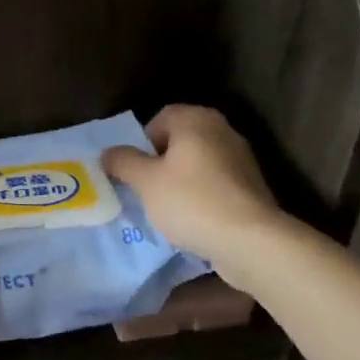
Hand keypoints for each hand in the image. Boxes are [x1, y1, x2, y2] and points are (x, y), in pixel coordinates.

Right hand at [102, 105, 285, 269]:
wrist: (251, 241)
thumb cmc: (192, 201)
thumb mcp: (146, 181)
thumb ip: (123, 162)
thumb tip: (108, 152)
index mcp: (196, 120)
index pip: (160, 118)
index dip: (142, 143)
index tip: (135, 170)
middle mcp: (222, 130)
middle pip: (180, 140)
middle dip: (160, 162)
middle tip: (146, 188)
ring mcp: (241, 158)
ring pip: (197, 163)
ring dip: (180, 180)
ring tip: (167, 208)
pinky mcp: (251, 186)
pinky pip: (215, 183)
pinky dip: (201, 195)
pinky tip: (193, 219)